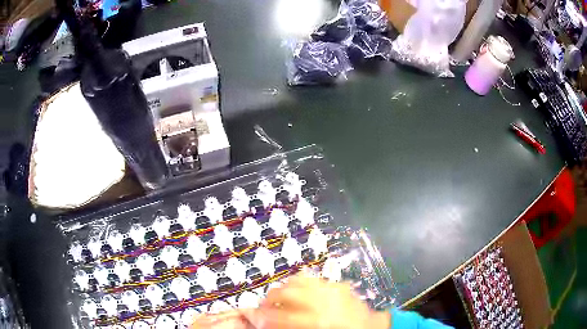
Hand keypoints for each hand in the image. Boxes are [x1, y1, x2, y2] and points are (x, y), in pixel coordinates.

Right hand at [243, 273, 389, 328]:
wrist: (370, 328)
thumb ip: (289, 326)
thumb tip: (267, 322)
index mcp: (319, 319)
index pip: (281, 315)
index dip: (263, 316)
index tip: (252, 318)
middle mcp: (325, 299)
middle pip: (286, 291)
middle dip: (269, 299)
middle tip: (264, 308)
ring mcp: (334, 287)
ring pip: (298, 279)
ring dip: (284, 288)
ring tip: (280, 299)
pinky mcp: (339, 283)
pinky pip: (313, 278)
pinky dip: (301, 284)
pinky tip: (299, 293)